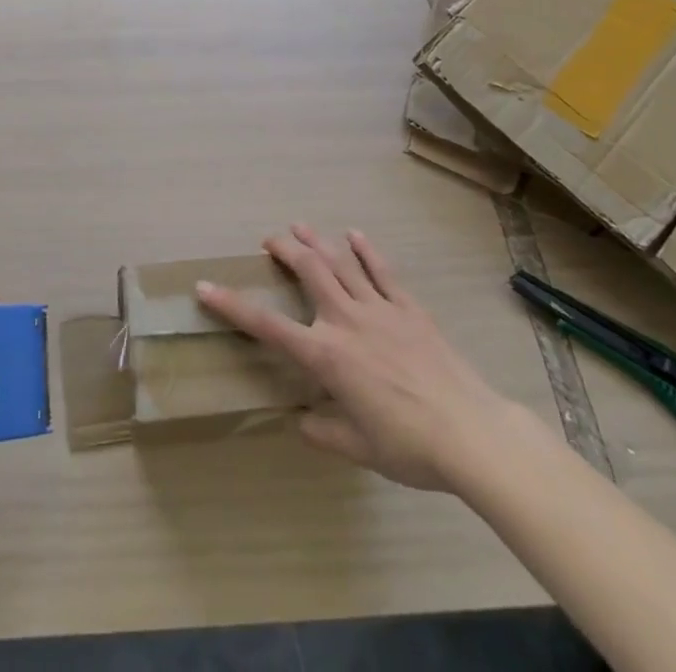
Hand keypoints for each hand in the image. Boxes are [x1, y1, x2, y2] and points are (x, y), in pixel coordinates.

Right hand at [197, 225, 519, 492]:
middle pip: (308, 271)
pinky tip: (354, 235)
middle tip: (269, 240)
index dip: (232, 305)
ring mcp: (380, 309)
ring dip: (317, 241)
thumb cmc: (409, 446)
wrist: (470, 433)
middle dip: (284, 250)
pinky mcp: (409, 308)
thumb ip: (324, 432)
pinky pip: (382, 271)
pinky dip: (366, 250)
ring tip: (299, 227)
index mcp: (326, 356)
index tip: (205, 287)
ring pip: (341, 262)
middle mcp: (346, 321)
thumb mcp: (358, 448)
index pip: (268, 326)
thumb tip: (301, 421)